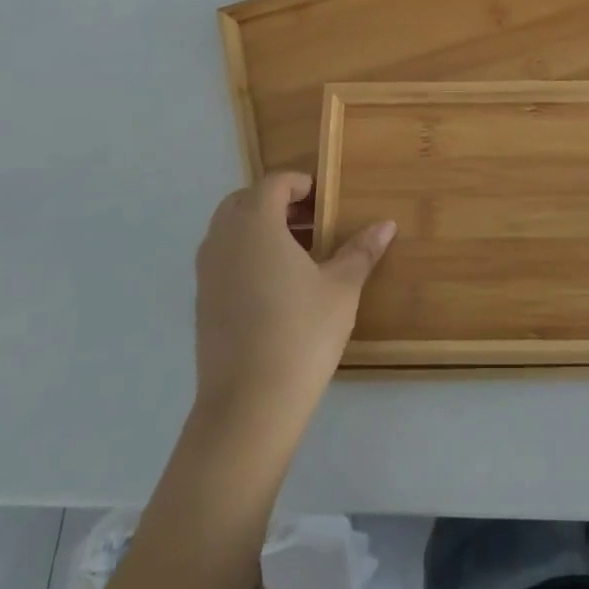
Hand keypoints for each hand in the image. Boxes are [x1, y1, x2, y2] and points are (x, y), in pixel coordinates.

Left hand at [192, 173, 394, 452]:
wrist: (249, 405)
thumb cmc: (301, 333)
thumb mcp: (342, 288)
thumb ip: (361, 251)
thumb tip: (386, 225)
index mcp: (256, 224)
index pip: (273, 183)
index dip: (300, 184)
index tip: (325, 198)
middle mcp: (223, 239)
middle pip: (244, 201)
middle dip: (277, 203)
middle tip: (313, 222)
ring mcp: (207, 273)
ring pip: (230, 231)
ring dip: (260, 229)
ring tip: (299, 254)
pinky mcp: (202, 302)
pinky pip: (223, 259)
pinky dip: (246, 256)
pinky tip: (277, 286)